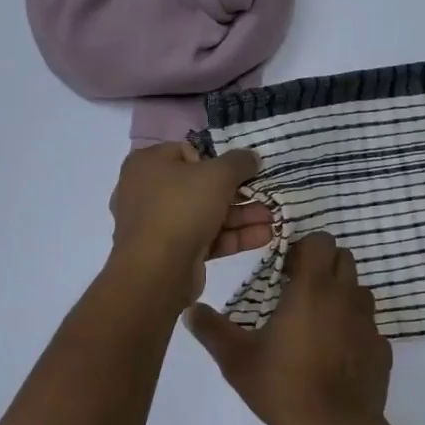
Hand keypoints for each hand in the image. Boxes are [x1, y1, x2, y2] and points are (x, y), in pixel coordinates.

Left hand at [107, 142, 270, 305]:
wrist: (156, 272)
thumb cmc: (182, 208)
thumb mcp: (218, 175)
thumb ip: (239, 162)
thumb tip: (252, 157)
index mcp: (149, 164)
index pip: (189, 152)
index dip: (218, 159)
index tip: (242, 169)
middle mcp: (150, 191)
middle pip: (202, 185)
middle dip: (240, 192)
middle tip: (268, 194)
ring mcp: (160, 224)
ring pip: (208, 214)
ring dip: (243, 215)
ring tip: (275, 217)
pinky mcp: (174, 252)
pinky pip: (207, 237)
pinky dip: (234, 236)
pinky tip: (265, 236)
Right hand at [184, 233, 391, 424]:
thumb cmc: (284, 387)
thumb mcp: (237, 360)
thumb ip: (212, 330)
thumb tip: (190, 311)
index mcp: (313, 288)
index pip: (320, 241)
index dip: (305, 248)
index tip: (286, 270)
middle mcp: (346, 296)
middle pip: (344, 258)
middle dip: (323, 266)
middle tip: (299, 291)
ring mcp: (368, 322)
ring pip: (359, 290)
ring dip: (341, 295)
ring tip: (318, 322)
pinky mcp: (381, 348)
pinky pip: (368, 326)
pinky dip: (354, 330)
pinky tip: (336, 355)